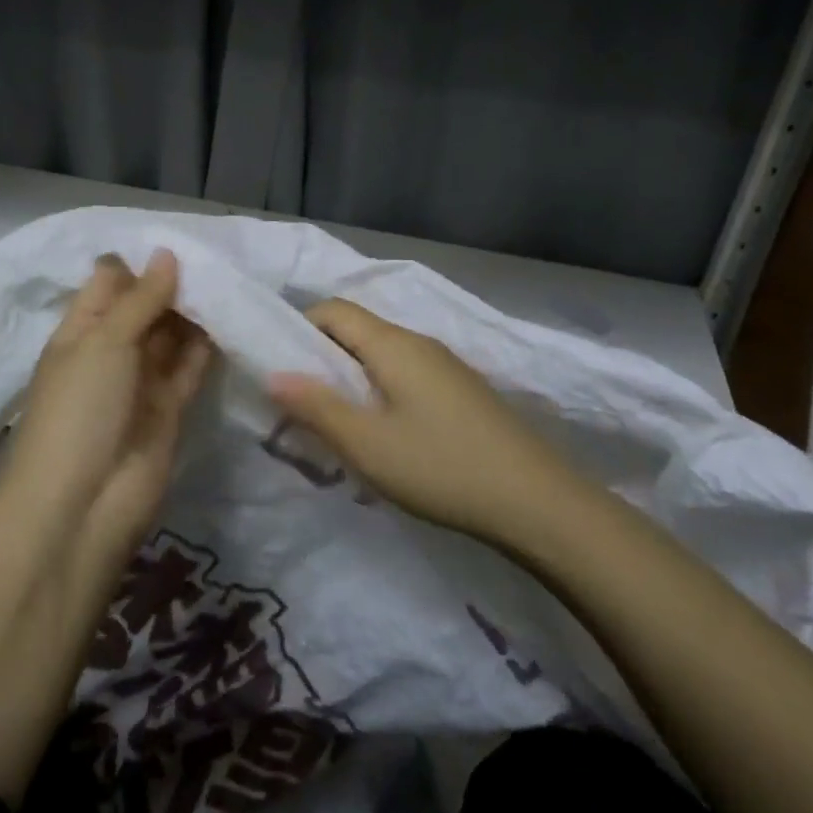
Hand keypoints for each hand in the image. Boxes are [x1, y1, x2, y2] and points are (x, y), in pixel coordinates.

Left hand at [0, 249, 212, 551]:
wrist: (83, 505)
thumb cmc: (80, 410)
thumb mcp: (103, 343)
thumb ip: (140, 299)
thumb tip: (167, 253)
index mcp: (81, 331)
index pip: (110, 283)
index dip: (141, 262)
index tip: (182, 237)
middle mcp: (110, 352)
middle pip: (145, 307)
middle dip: (176, 284)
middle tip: (220, 255)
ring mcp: (141, 382)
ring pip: (172, 336)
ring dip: (196, 313)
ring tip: (233, 279)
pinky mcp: (170, 409)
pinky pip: (191, 369)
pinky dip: (209, 347)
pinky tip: (234, 319)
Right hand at [269, 299, 565, 537]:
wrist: (537, 502)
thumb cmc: (441, 467)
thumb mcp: (366, 443)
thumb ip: (316, 406)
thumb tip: (274, 374)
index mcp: (392, 344)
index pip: (333, 310)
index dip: (299, 329)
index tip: (280, 369)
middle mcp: (419, 342)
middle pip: (357, 332)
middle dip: (322, 361)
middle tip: (302, 407)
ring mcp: (446, 367)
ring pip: (382, 358)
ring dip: (352, 382)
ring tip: (339, 428)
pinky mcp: (462, 393)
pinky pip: (406, 378)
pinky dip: (381, 395)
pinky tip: (386, 439)